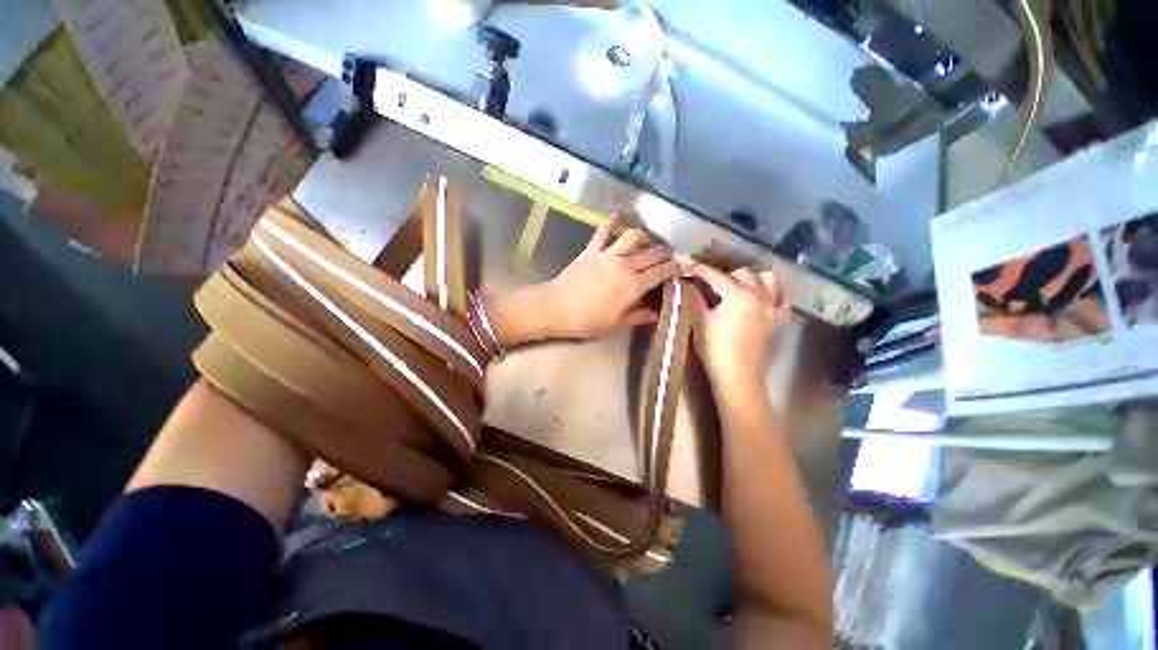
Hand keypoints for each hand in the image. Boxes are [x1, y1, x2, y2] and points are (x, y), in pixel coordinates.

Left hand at [541, 215, 680, 338]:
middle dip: (664, 254)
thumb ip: (640, 316)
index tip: (680, 268)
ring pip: (634, 238)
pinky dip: (612, 222)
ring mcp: (608, 254)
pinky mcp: (592, 250)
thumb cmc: (587, 320)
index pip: (661, 272)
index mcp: (634, 286)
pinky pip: (604, 231)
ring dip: (645, 238)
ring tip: (648, 243)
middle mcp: (626, 265)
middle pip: (652, 254)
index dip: (674, 268)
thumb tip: (658, 314)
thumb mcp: (617, 324)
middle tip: (668, 258)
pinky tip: (618, 216)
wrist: (556, 308)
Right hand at [687, 265, 791, 387]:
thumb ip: (694, 298)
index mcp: (737, 294)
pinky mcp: (775, 319)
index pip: (716, 275)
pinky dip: (771, 295)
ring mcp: (770, 306)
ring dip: (750, 280)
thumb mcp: (699, 321)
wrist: (736, 374)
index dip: (700, 271)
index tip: (688, 270)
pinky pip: (780, 299)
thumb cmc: (714, 347)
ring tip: (735, 289)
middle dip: (724, 275)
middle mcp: (758, 295)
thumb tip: (687, 284)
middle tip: (709, 286)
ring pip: (766, 280)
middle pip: (742, 273)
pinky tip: (758, 300)